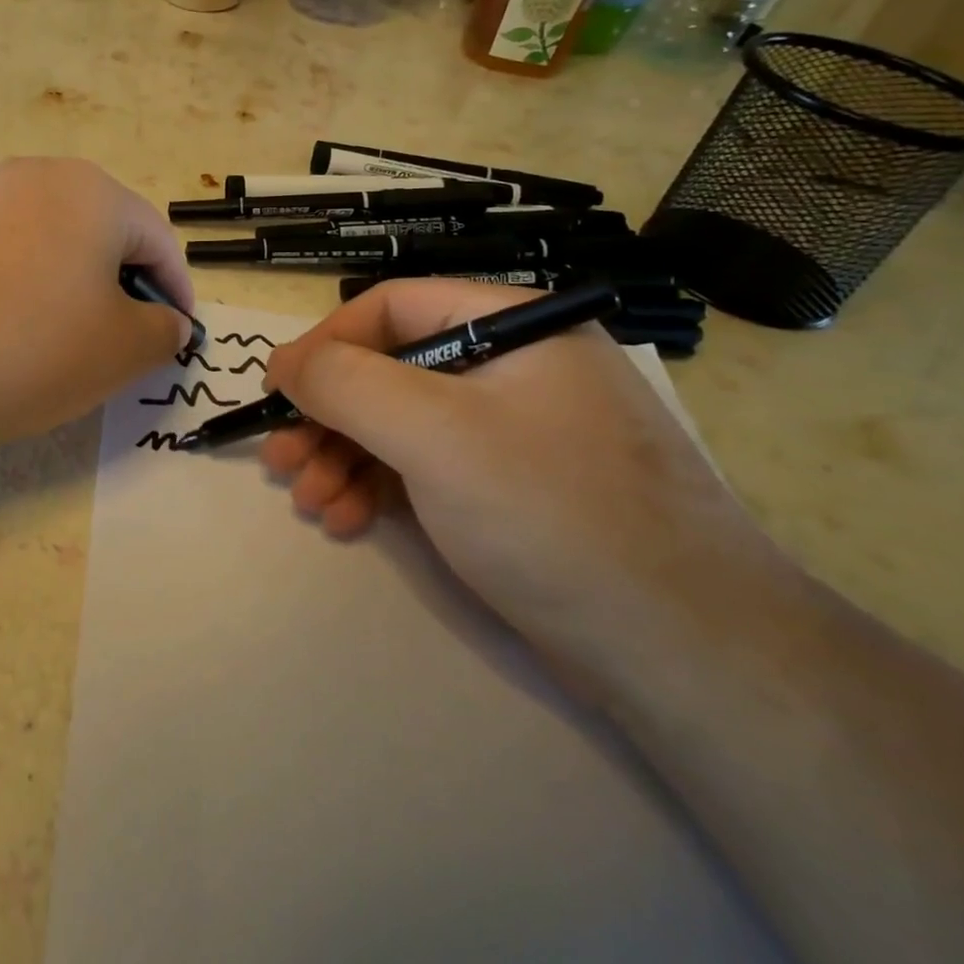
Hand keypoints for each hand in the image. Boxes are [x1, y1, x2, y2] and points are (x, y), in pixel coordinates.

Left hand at [0, 158, 191, 452]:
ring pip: (41, 245)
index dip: (176, 293)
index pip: (157, 239)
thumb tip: (165, 321)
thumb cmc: (18, 344)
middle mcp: (30, 176)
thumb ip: (161, 333)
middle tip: (113, 348)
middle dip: (117, 291)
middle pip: (97, 235)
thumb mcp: (116, 352)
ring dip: (61, 291)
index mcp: (90, 192)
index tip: (175, 340)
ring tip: (46, 347)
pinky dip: (6, 292)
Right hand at [259, 278, 770, 665]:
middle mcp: (514, 367)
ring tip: (309, 500)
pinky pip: (427, 467)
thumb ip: (346, 383)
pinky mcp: (512, 488)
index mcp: (512, 325)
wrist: (686, 656)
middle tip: (282, 458)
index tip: (277, 391)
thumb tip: (284, 362)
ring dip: (344, 457)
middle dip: (329, 416)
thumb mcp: (433, 433)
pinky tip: (347, 518)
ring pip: (402, 424)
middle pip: (391, 369)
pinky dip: (379, 488)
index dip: (326, 344)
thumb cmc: (550, 514)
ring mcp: (514, 430)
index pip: (393, 308)